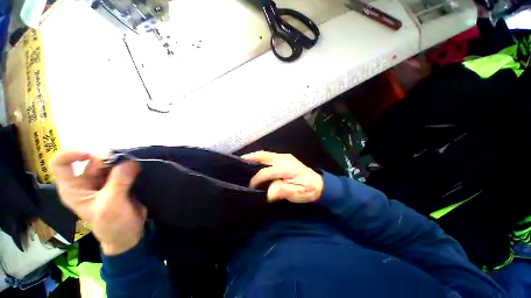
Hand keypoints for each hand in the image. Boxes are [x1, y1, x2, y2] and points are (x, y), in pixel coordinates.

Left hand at [51, 151, 145, 255]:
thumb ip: (118, 182)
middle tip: (126, 163)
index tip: (91, 155)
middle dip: (109, 160)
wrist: (128, 234)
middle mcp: (86, 182)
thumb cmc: (112, 224)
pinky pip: (124, 169)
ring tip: (135, 167)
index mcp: (74, 189)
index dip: (72, 155)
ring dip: (122, 162)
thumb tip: (130, 161)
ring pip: (111, 164)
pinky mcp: (120, 183)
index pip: (62, 164)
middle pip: (93, 161)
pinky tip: (138, 169)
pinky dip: (131, 166)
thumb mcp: (111, 204)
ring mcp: (104, 182)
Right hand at [241, 151, 323, 202]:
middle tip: (240, 160)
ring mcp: (285, 157)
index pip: (266, 172)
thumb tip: (267, 192)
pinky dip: (261, 157)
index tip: (251, 186)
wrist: (319, 184)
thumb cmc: (308, 190)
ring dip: (255, 156)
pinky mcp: (285, 157)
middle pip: (265, 156)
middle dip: (252, 157)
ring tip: (244, 159)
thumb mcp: (296, 194)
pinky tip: (256, 161)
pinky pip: (270, 155)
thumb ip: (281, 191)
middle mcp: (285, 159)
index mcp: (287, 168)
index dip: (257, 179)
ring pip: (267, 153)